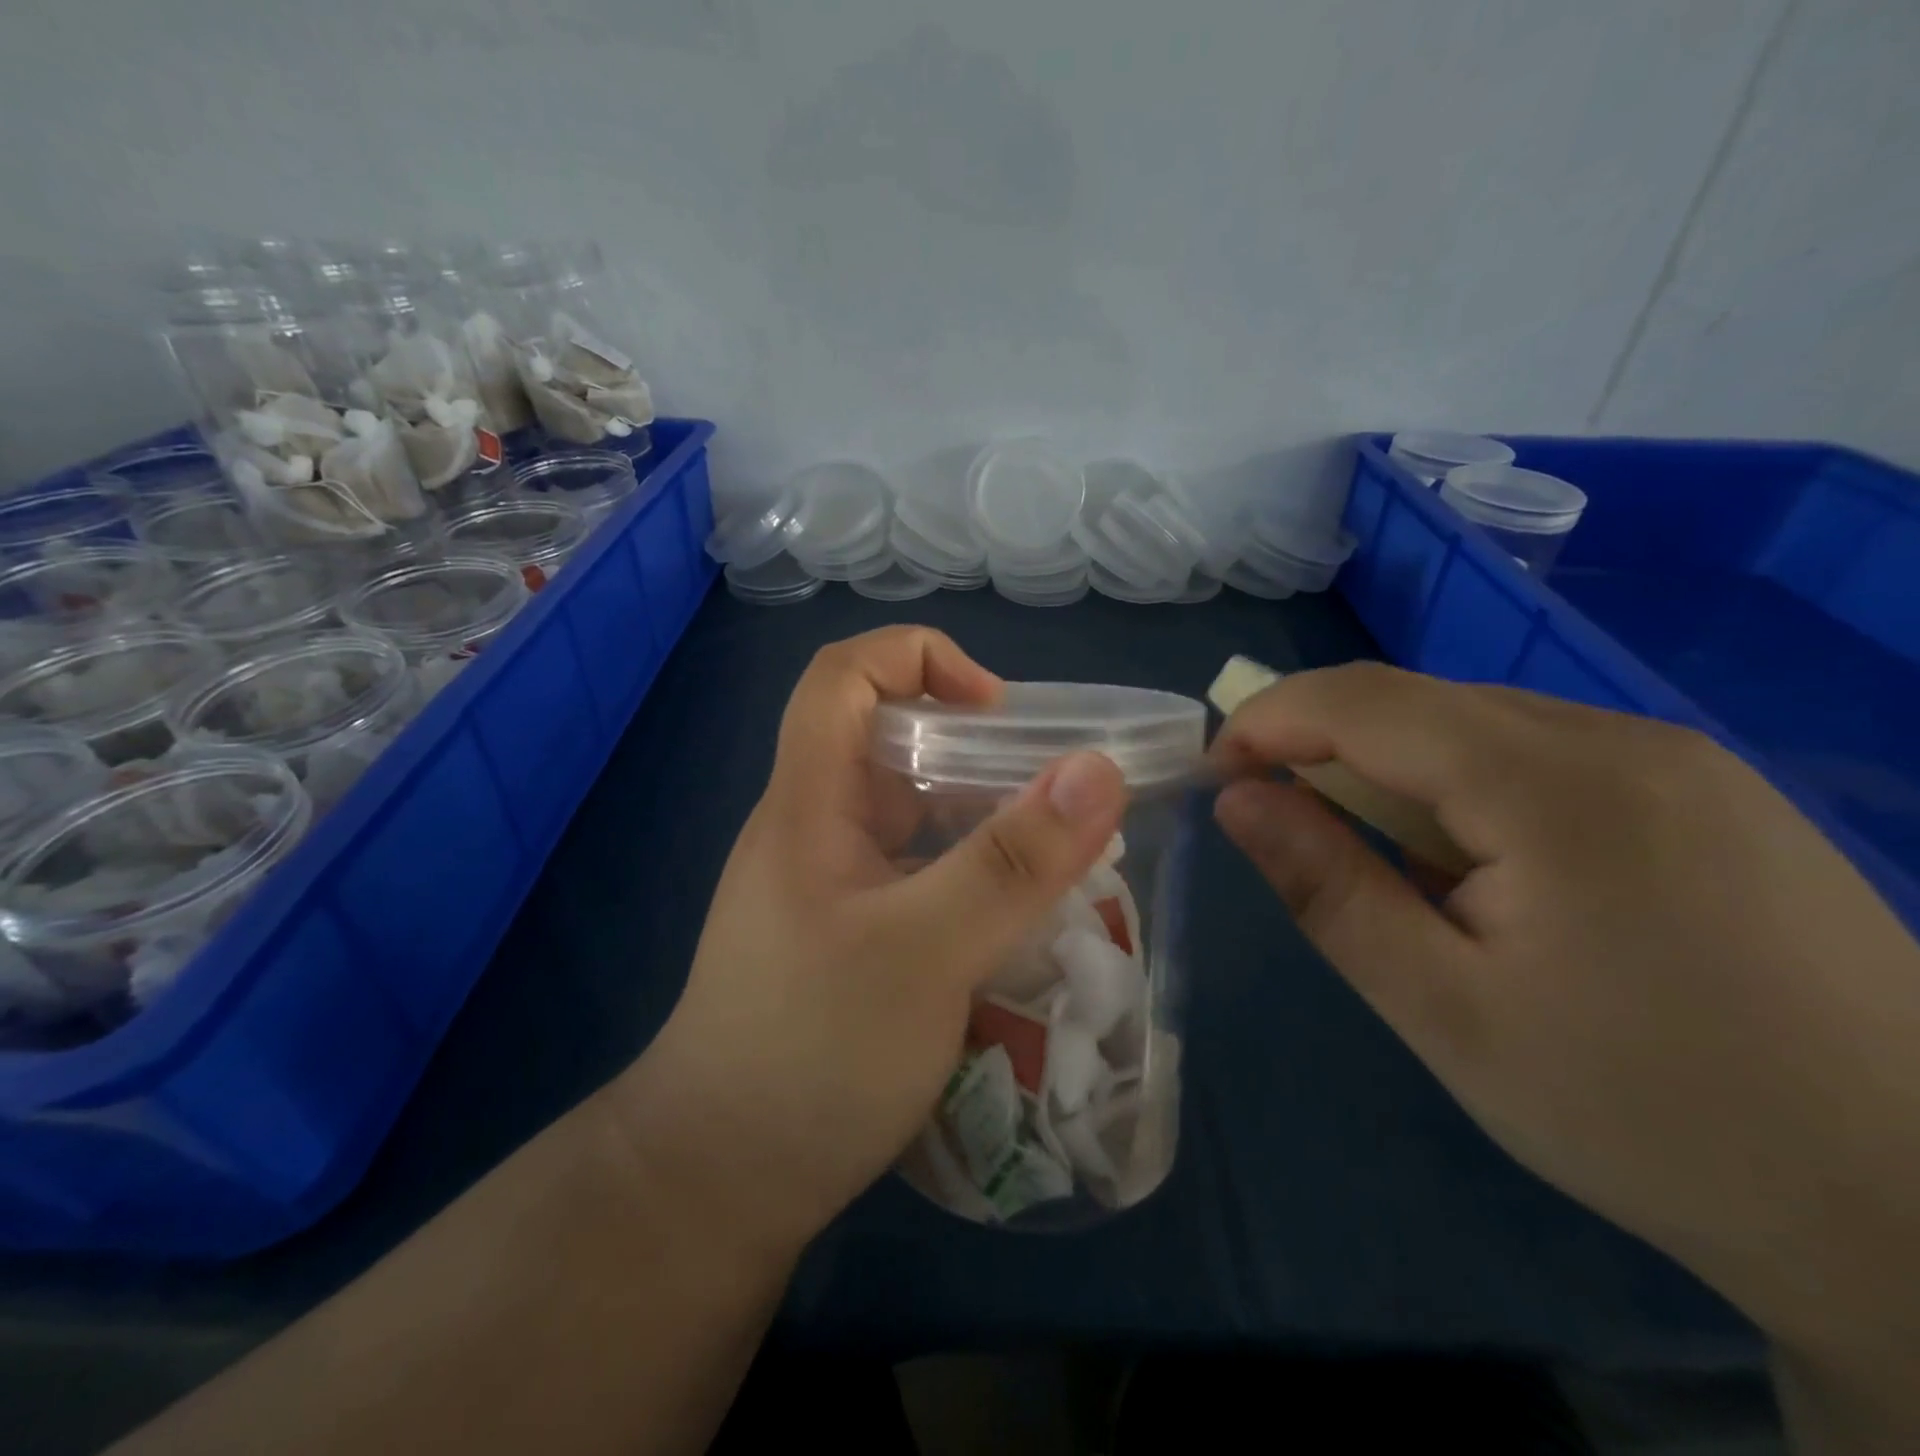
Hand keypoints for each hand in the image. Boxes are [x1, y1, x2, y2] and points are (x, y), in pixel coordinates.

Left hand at [611, 627, 1126, 1254]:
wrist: (720, 1182)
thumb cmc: (810, 1055)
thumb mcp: (924, 953)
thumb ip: (1012, 862)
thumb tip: (1098, 770)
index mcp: (810, 802)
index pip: (844, 676)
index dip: (921, 659)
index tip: (999, 712)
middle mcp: (817, 828)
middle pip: (892, 743)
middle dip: (978, 750)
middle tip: (1056, 797)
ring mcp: (832, 885)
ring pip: (913, 815)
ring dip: (985, 820)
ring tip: (1059, 858)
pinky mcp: (851, 935)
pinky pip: (919, 874)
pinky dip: (973, 875)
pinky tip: (1020, 917)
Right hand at [1211, 664, 1919, 1429]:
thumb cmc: (1646, 1113)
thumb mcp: (1443, 1009)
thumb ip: (1327, 887)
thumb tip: (1238, 799)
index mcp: (1553, 784)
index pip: (1364, 701)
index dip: (1268, 721)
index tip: (1212, 774)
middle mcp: (1617, 737)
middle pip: (1418, 699)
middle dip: (1320, 742)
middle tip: (1274, 816)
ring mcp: (1676, 757)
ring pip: (1476, 720)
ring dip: (1391, 765)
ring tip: (1370, 853)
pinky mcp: (1706, 790)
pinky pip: (1538, 750)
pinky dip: (1461, 781)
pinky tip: (1471, 861)